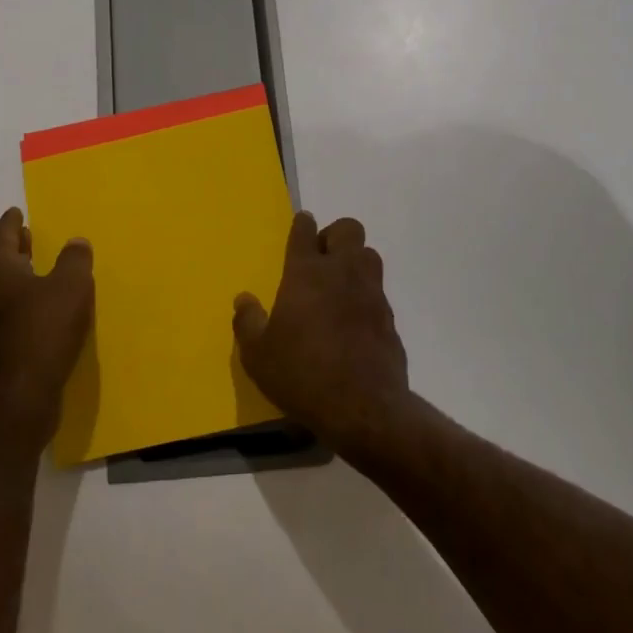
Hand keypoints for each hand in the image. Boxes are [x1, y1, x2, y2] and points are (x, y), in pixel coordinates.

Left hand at [0, 208, 93, 435]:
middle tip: (26, 236)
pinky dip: (17, 302)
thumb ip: (75, 260)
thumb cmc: (44, 329)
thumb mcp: (72, 286)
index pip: (2, 234)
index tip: (17, 212)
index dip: (12, 222)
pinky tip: (38, 308)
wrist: (19, 395)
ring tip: (35, 270)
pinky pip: (3, 312)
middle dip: (12, 248)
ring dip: (14, 276)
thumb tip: (76, 242)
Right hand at [232, 211, 410, 453]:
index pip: (305, 232)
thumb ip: (248, 322)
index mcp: (306, 273)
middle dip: (335, 235)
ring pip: (369, 255)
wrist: (363, 408)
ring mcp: (371, 293)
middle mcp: (342, 273)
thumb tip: (244, 299)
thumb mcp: (258, 355)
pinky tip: (354, 319)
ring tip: (339, 284)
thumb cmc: (302, 374)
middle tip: (320, 258)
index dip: (302, 225)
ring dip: (355, 261)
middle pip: (348, 229)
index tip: (302, 224)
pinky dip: (366, 295)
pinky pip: (378, 291)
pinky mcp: (389, 318)